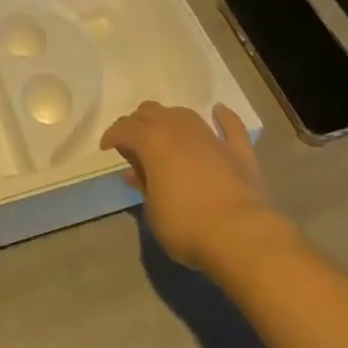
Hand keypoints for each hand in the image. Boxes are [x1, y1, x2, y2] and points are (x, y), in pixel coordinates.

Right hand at [100, 101, 290, 274]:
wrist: (240, 235)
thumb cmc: (186, 225)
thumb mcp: (152, 211)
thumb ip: (144, 186)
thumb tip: (136, 173)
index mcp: (152, 142)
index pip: (125, 128)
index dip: (113, 135)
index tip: (107, 148)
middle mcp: (179, 130)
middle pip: (153, 112)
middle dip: (139, 122)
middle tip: (135, 142)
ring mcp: (211, 138)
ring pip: (185, 114)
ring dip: (171, 118)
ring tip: (165, 131)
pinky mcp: (239, 152)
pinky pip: (231, 126)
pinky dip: (223, 117)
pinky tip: (219, 111)